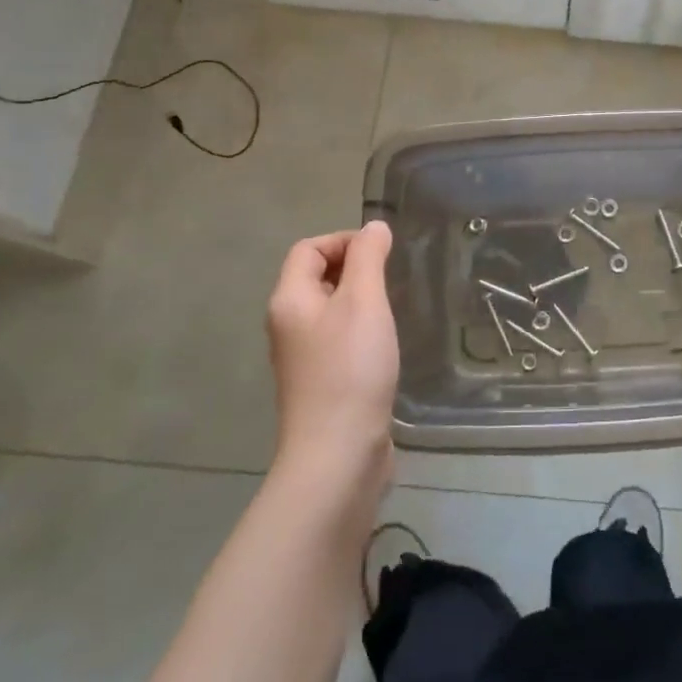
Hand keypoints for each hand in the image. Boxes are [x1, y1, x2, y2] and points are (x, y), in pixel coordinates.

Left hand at [266, 222, 398, 492]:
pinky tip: (386, 343)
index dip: (343, 240)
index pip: (307, 249)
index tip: (382, 252)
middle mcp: (288, 325)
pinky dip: (361, 329)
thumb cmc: (350, 368)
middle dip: (354, 267)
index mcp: (290, 300)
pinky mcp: (321, 383)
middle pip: (316, 277)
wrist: (338, 454)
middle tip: (391, 277)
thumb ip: (368, 258)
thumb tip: (373, 227)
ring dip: (360, 299)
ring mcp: (303, 358)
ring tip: (393, 306)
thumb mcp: (364, 301)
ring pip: (330, 310)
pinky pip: (338, 339)